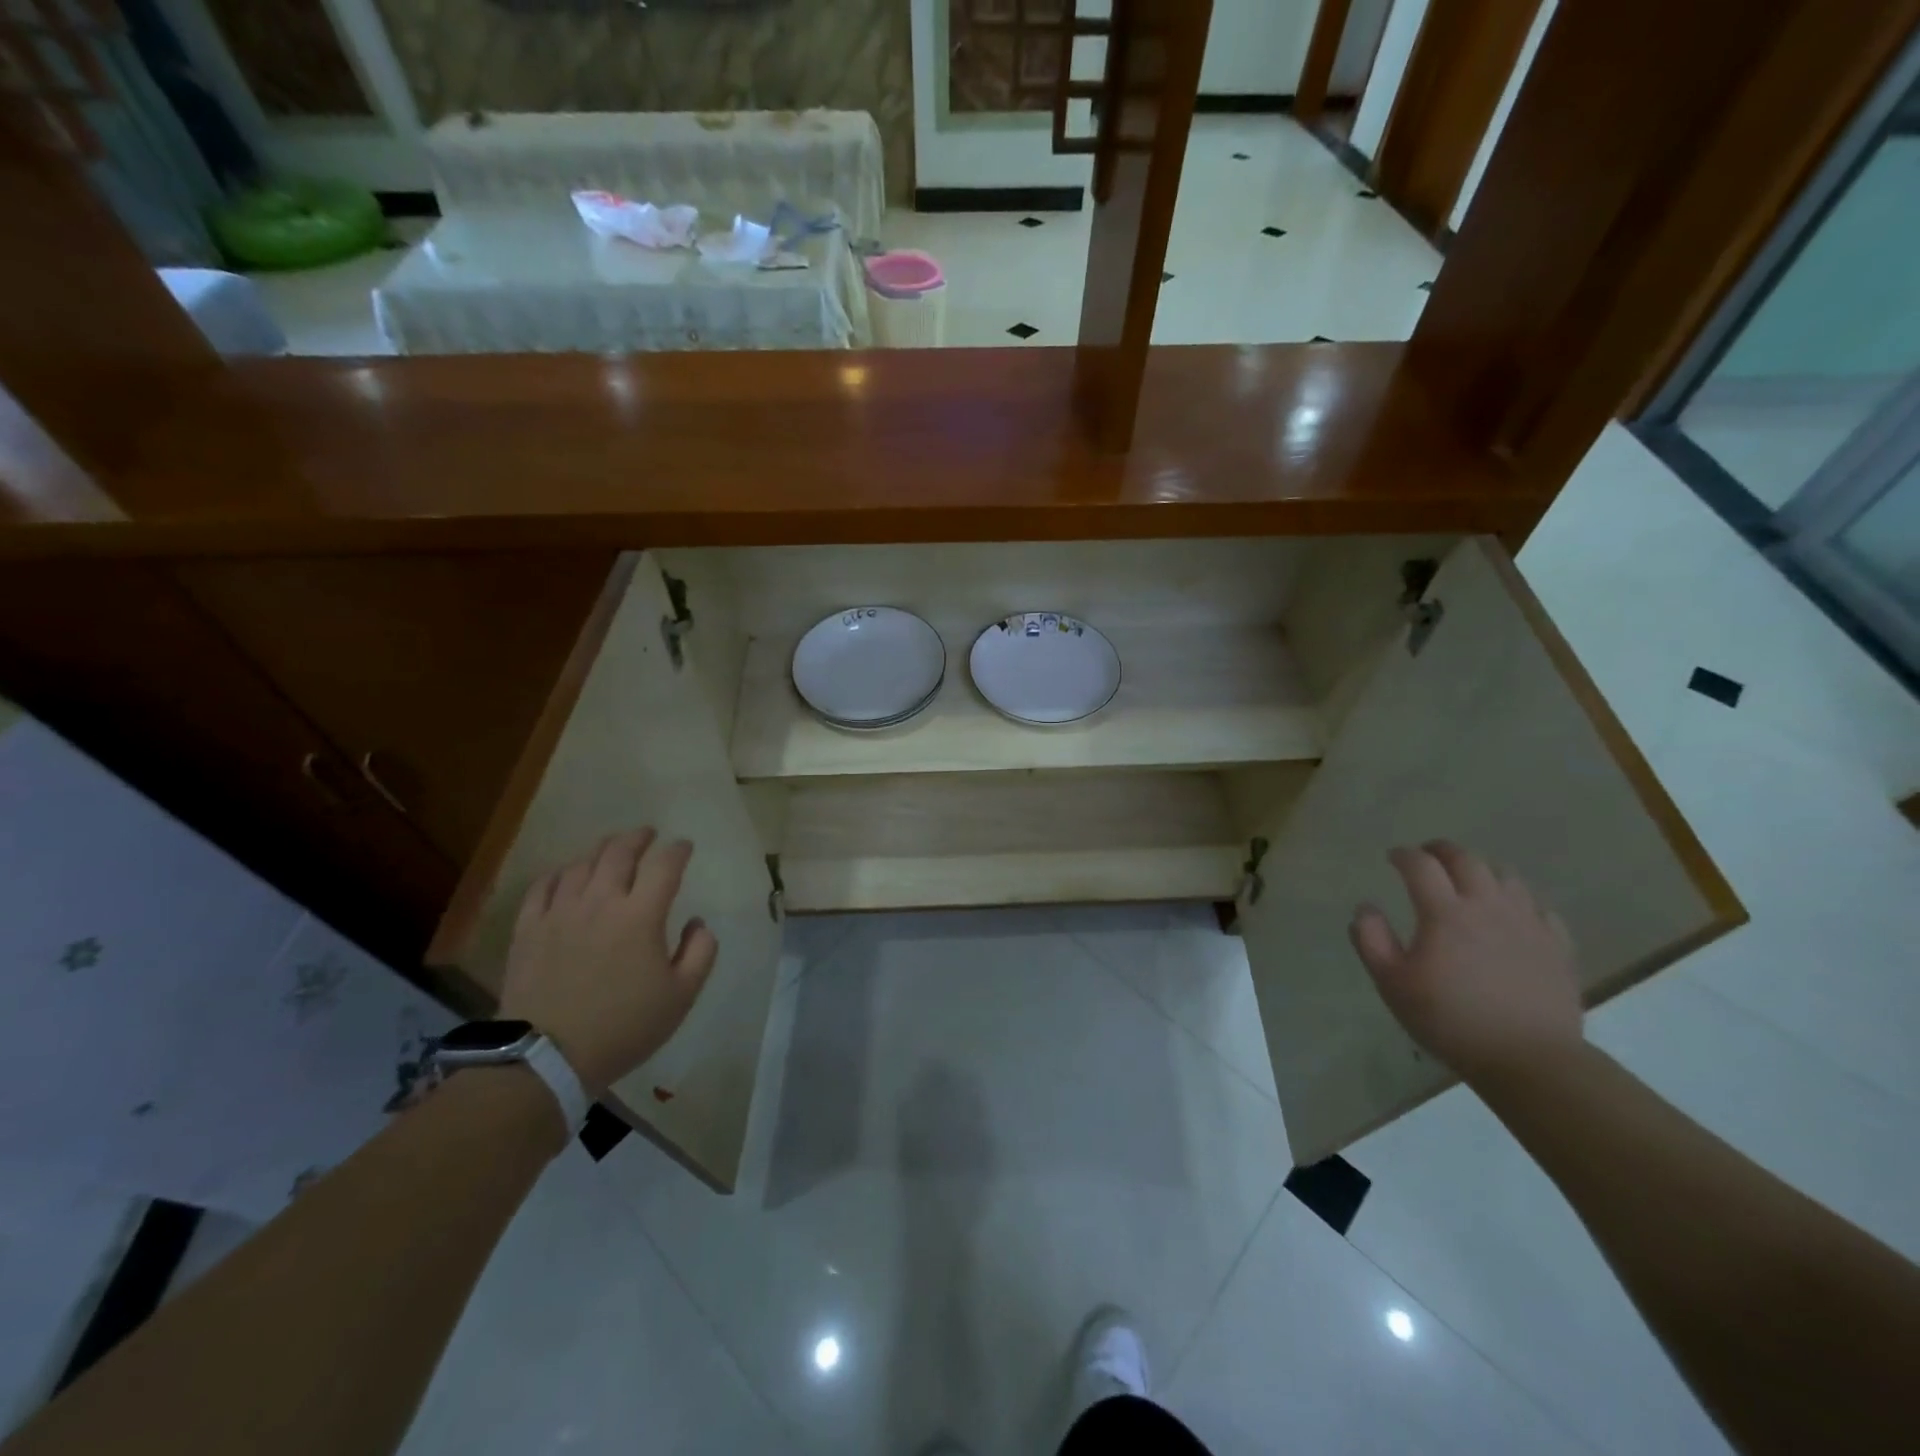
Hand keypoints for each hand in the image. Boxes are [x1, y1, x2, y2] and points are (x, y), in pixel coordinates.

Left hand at [499, 827, 717, 1097]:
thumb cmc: (623, 1027)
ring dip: (602, 850)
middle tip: (648, 834)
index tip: (684, 847)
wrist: (547, 1058)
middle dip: (638, 837)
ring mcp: (560, 912)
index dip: (678, 850)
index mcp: (641, 915)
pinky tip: (566, 875)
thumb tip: (698, 922)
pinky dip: (560, 873)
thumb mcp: (681, 996)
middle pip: (620, 852)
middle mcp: (601, 901)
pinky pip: (543, 886)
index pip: (664, 865)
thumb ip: (700, 952)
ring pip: (582, 864)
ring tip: (611, 849)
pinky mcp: (529, 928)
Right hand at [1349, 840, 1582, 1084]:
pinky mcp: (1557, 945)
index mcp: (1445, 913)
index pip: (1420, 865)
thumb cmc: (1451, 1019)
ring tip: (1468, 879)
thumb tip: (1365, 907)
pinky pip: (1538, 907)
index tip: (1391, 857)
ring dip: (1481, 869)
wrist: (1531, 1058)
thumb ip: (1371, 940)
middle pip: (1466, 859)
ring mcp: (1527, 923)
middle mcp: (1487, 906)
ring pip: (1505, 876)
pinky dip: (1518, 899)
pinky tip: (1511, 913)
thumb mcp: (1392, 984)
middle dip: (1442, 850)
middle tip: (1427, 855)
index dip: (1403, 855)